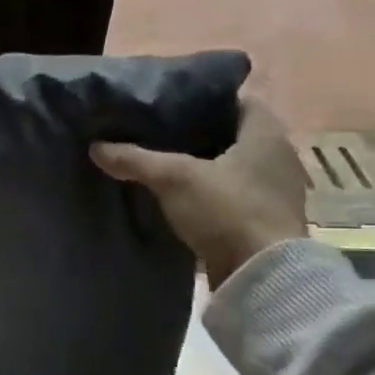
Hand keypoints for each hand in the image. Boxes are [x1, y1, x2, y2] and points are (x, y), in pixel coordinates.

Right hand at [92, 99, 307, 288]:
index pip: (239, 101)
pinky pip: (234, 197)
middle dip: (201, 135)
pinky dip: (211, 196)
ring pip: (234, 168)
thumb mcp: (173, 178)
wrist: (261, 275)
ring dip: (206, 168)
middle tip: (161, 134)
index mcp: (266, 134)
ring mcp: (275, 192)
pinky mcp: (265, 222)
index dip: (208, 99)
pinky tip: (181, 200)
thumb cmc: (226, 210)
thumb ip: (135, 159)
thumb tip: (96, 146)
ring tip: (165, 167)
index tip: (174, 105)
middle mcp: (278, 157)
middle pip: (235, 136)